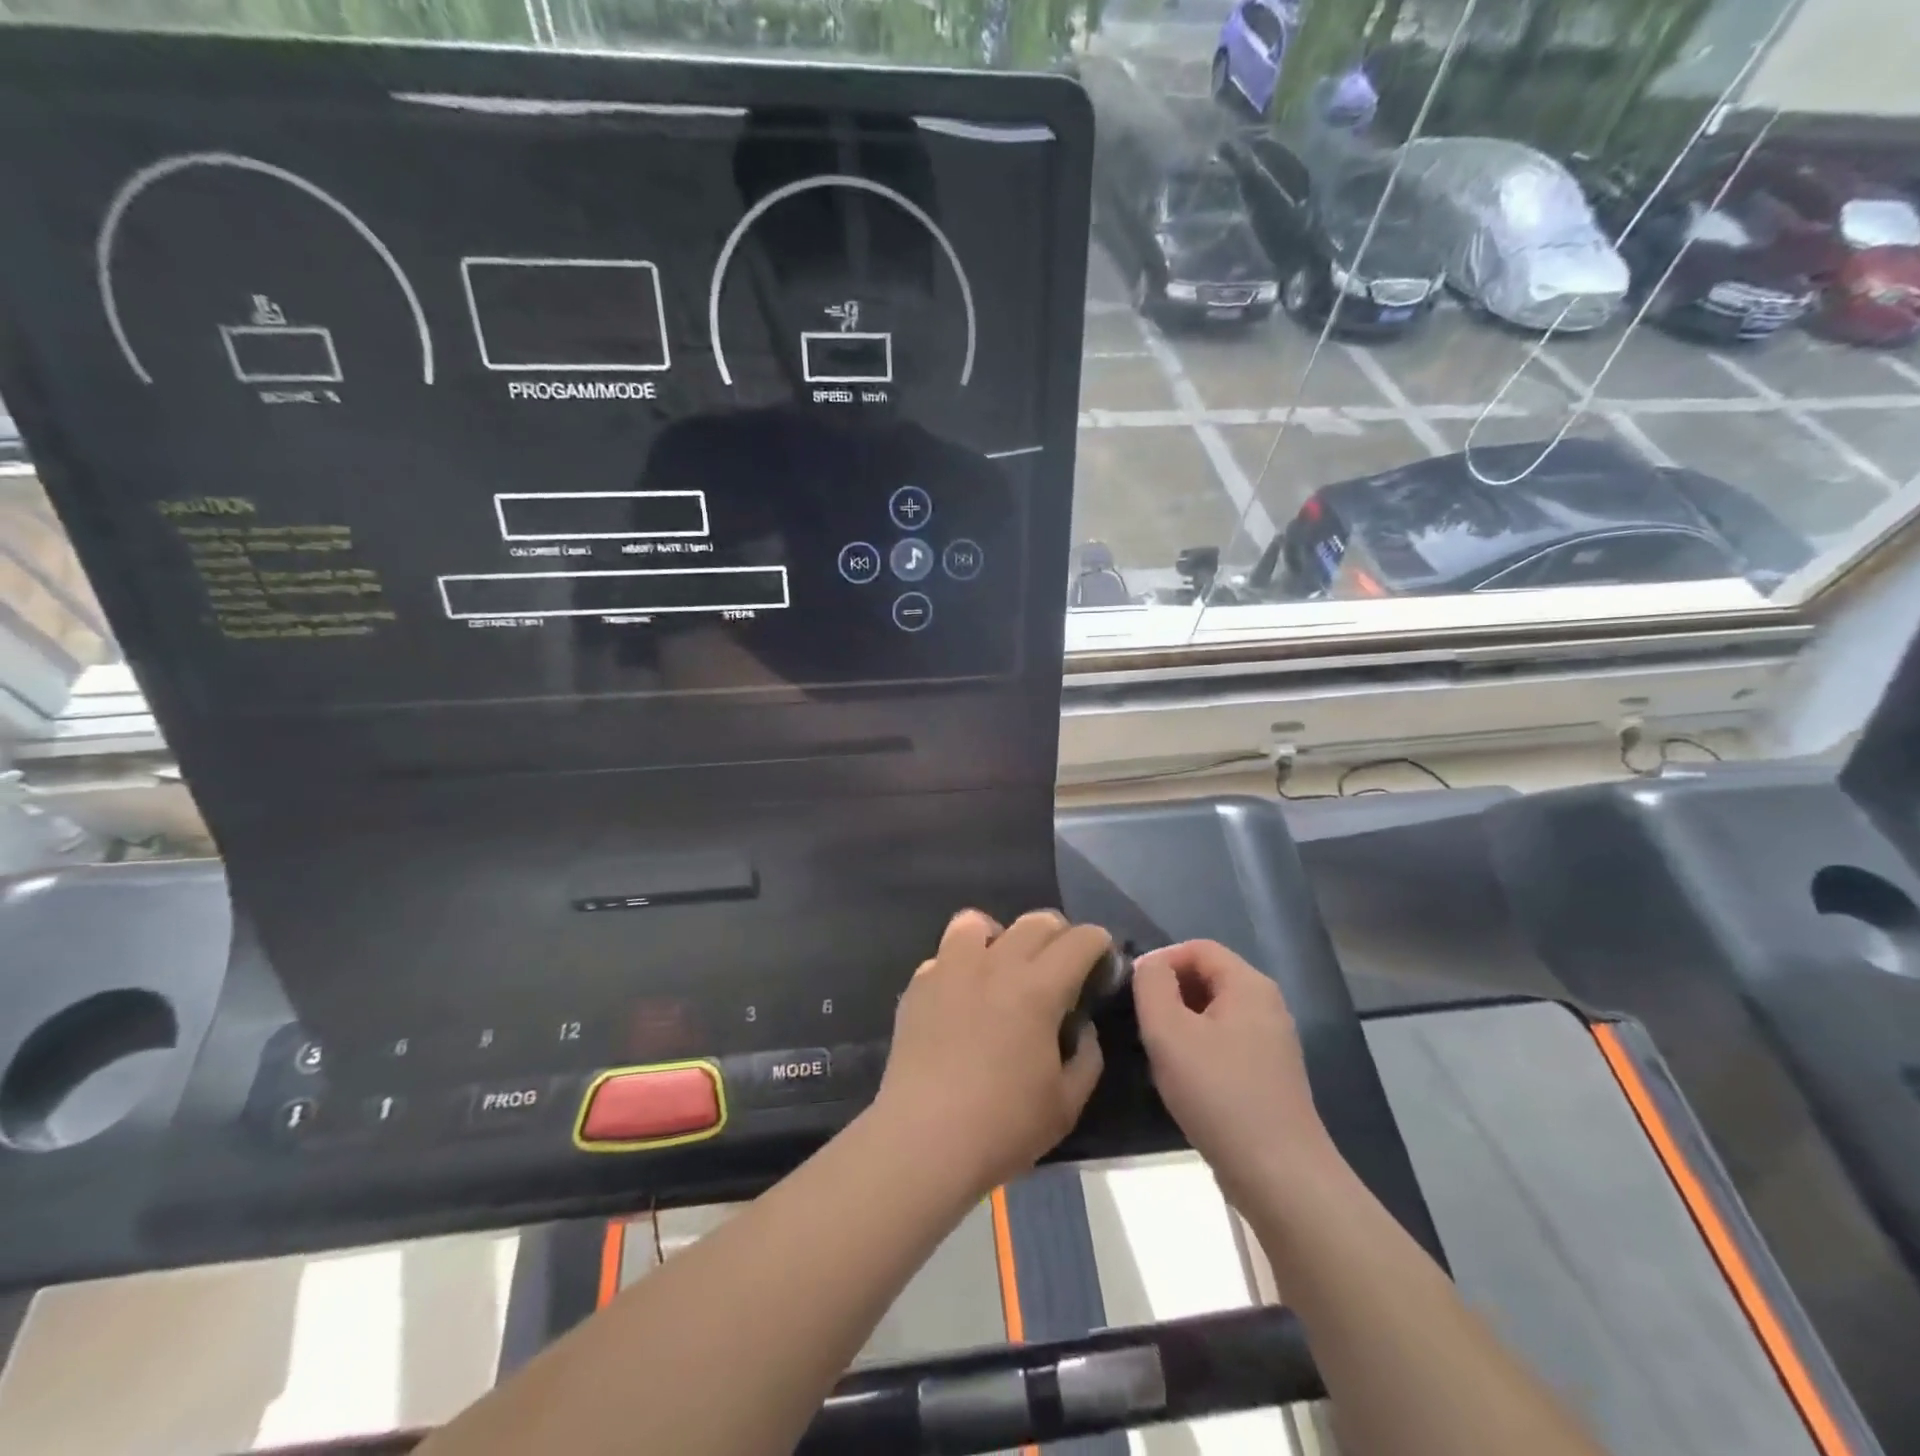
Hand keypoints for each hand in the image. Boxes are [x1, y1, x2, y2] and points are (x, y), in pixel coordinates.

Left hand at [874, 909, 1107, 1196]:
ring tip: (1003, 968)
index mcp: (1038, 987)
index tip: (1102, 965)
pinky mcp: (918, 985)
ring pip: (978, 921)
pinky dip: (961, 966)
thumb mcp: (1067, 1103)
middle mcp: (995, 964)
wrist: (923, 1140)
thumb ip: (1087, 1056)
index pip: (1080, 940)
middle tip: (1062, 969)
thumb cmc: (1003, 1125)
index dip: (1099, 944)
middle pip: (1036, 921)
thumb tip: (1081, 1026)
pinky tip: (963, 999)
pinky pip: (944, 955)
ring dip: (1001, 937)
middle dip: (1060, 936)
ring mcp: (950, 969)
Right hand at [1133, 940, 1332, 1207]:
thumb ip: (1152, 985)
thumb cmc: (1218, 1093)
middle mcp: (1267, 1005)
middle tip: (1141, 1020)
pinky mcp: (1271, 1076)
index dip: (1161, 960)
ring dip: (1182, 1022)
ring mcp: (1273, 1042)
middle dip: (1170, 991)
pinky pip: (1227, 1042)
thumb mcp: (1168, 1031)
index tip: (1132, 989)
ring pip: (1215, 1012)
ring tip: (1156, 1050)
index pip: (1198, 947)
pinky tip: (1183, 1079)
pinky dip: (1200, 1048)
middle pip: (1209, 977)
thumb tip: (1149, 966)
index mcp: (1249, 984)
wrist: (1279, 1176)